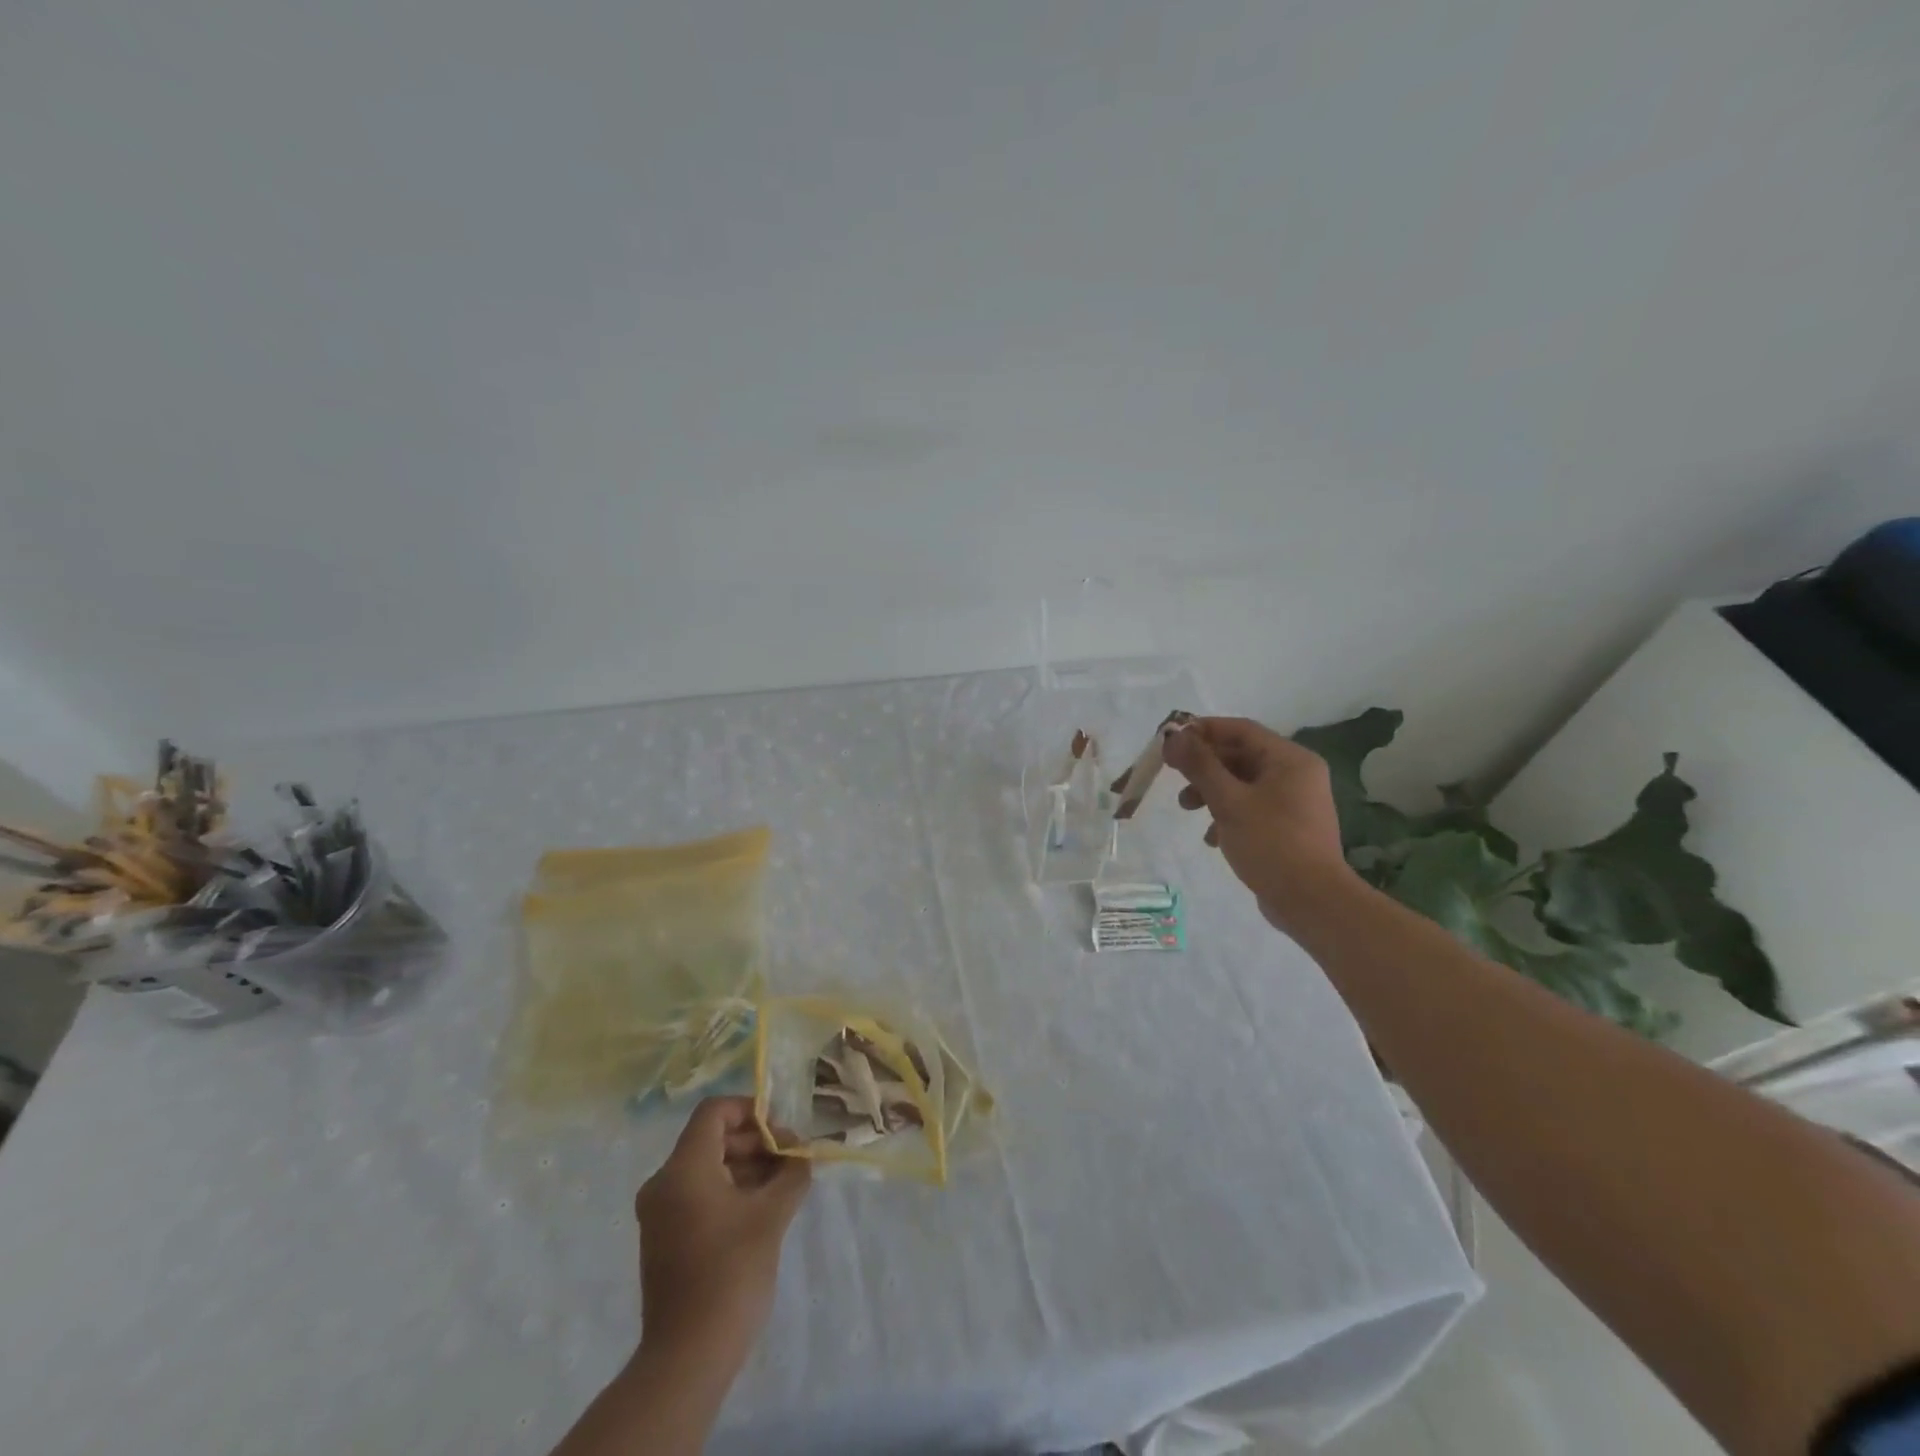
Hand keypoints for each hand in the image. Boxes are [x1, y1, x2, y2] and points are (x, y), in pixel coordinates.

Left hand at [634, 1096, 811, 1370]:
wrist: (688, 1357)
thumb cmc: (731, 1273)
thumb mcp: (771, 1215)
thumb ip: (791, 1173)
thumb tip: (802, 1155)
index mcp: (683, 1169)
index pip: (715, 1112)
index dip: (751, 1111)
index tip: (782, 1133)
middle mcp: (664, 1183)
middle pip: (713, 1139)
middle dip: (756, 1143)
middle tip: (791, 1161)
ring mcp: (660, 1214)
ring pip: (708, 1168)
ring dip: (747, 1168)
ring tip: (784, 1186)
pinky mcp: (664, 1239)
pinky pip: (699, 1195)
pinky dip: (730, 1191)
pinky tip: (762, 1210)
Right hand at [1163, 716, 1356, 933]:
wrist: (1311, 901)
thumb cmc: (1271, 843)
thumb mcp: (1228, 801)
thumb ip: (1200, 766)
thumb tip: (1174, 735)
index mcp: (1290, 760)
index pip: (1241, 729)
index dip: (1203, 730)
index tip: (1171, 739)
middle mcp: (1296, 774)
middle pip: (1241, 756)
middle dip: (1204, 766)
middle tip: (1172, 775)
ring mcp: (1294, 802)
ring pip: (1243, 783)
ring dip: (1211, 791)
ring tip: (1187, 808)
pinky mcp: (1288, 827)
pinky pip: (1251, 807)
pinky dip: (1227, 814)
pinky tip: (1211, 837)